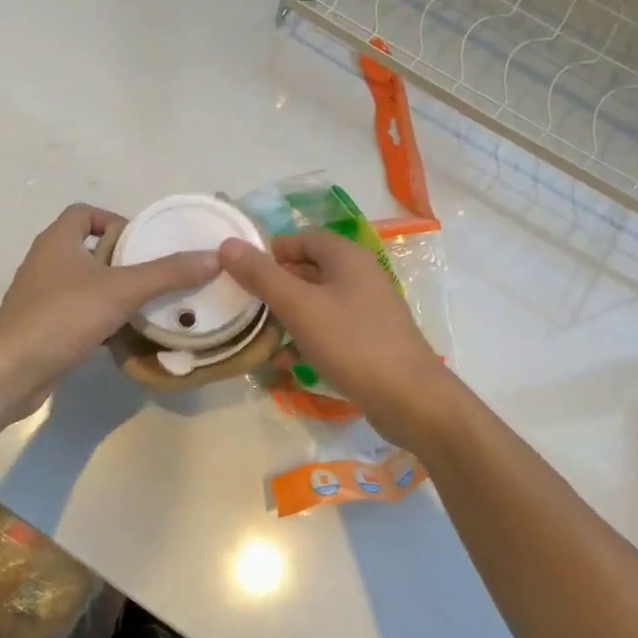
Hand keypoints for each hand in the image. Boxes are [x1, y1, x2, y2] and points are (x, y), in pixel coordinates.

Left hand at [0, 204, 220, 412]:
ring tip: (147, 303)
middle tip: (156, 274)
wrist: (10, 371)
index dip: (115, 220)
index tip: (143, 242)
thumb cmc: (62, 317)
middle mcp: (46, 262)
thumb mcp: (121, 290)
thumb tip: (214, 257)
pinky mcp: (42, 326)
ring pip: (84, 282)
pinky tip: (123, 333)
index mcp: (58, 240)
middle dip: (123, 259)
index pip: (86, 212)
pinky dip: (100, 317)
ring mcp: (40, 296)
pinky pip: (77, 311)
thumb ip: (167, 273)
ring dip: (113, 289)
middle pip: (89, 248)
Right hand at [218, 231, 452, 448]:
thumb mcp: (299, 307)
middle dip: (274, 288)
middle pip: (308, 270)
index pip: (302, 238)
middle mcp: (360, 276)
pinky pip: (329, 330)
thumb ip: (262, 276)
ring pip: (316, 303)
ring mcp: (367, 310)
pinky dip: (306, 339)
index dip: (270, 251)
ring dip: (286, 317)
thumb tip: (228, 244)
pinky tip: (285, 362)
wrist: (409, 399)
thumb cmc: (352, 343)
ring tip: (258, 337)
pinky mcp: (368, 340)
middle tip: (243, 307)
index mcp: (347, 257)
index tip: (241, 273)